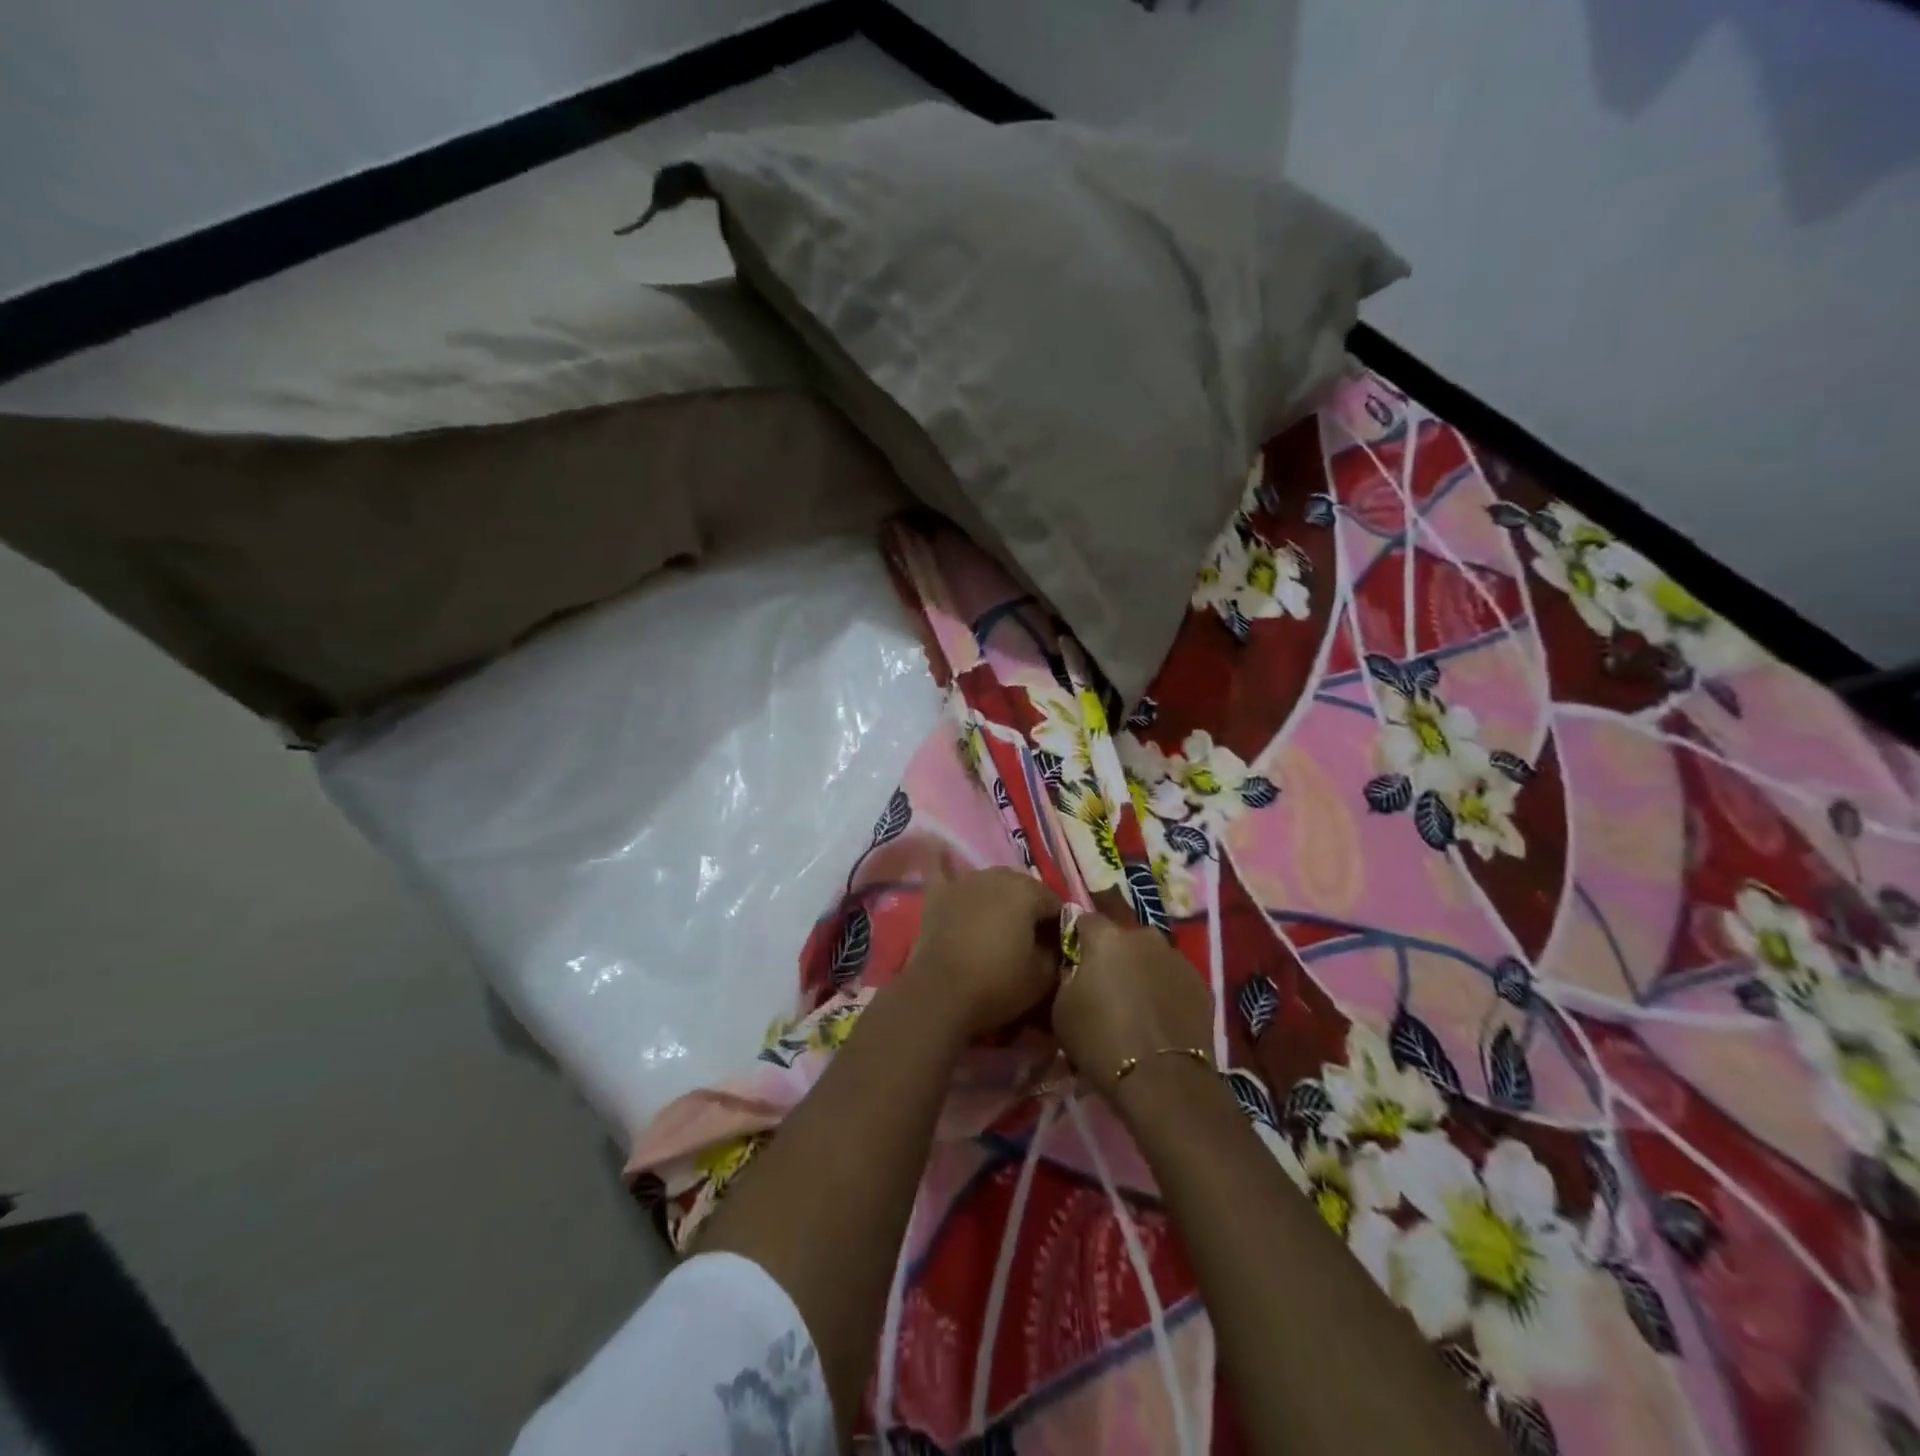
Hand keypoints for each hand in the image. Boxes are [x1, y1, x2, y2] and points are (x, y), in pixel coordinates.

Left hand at [904, 868, 1062, 1037]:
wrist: (941, 994)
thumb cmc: (998, 984)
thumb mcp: (1043, 977)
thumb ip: (1057, 951)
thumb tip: (1054, 941)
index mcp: (1027, 892)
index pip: (1054, 903)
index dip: (1058, 926)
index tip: (1056, 949)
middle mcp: (997, 876)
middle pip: (1022, 888)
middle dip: (1029, 908)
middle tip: (1028, 939)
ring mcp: (964, 881)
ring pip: (990, 881)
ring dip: (997, 895)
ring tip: (997, 922)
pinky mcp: (937, 894)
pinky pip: (940, 869)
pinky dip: (942, 861)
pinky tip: (938, 846)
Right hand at [1052, 912, 1214, 1098]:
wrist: (1162, 1079)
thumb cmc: (1101, 1040)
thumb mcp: (1061, 1009)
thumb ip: (1067, 978)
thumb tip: (1076, 971)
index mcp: (1106, 937)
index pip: (1086, 920)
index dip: (1079, 938)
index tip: (1075, 960)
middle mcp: (1144, 937)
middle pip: (1123, 938)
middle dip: (1115, 956)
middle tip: (1107, 986)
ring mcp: (1177, 958)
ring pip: (1152, 957)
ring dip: (1143, 972)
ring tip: (1137, 1006)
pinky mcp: (1201, 984)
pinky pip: (1174, 979)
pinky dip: (1166, 991)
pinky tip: (1160, 1019)